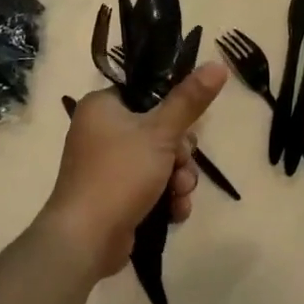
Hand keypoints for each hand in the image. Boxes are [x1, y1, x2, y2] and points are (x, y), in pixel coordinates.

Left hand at [41, 64, 228, 278]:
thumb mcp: (160, 133)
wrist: (86, 239)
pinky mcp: (116, 196)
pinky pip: (151, 187)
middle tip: (180, 165)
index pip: (147, 95)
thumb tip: (217, 64)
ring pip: (161, 162)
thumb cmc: (120, 174)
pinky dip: (166, 198)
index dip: (173, 111)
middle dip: (180, 155)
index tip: (186, 128)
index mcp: (102, 106)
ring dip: (178, 179)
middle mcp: (101, 132)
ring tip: (178, 194)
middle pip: (160, 131)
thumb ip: (190, 100)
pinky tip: (174, 211)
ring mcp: (108, 166)